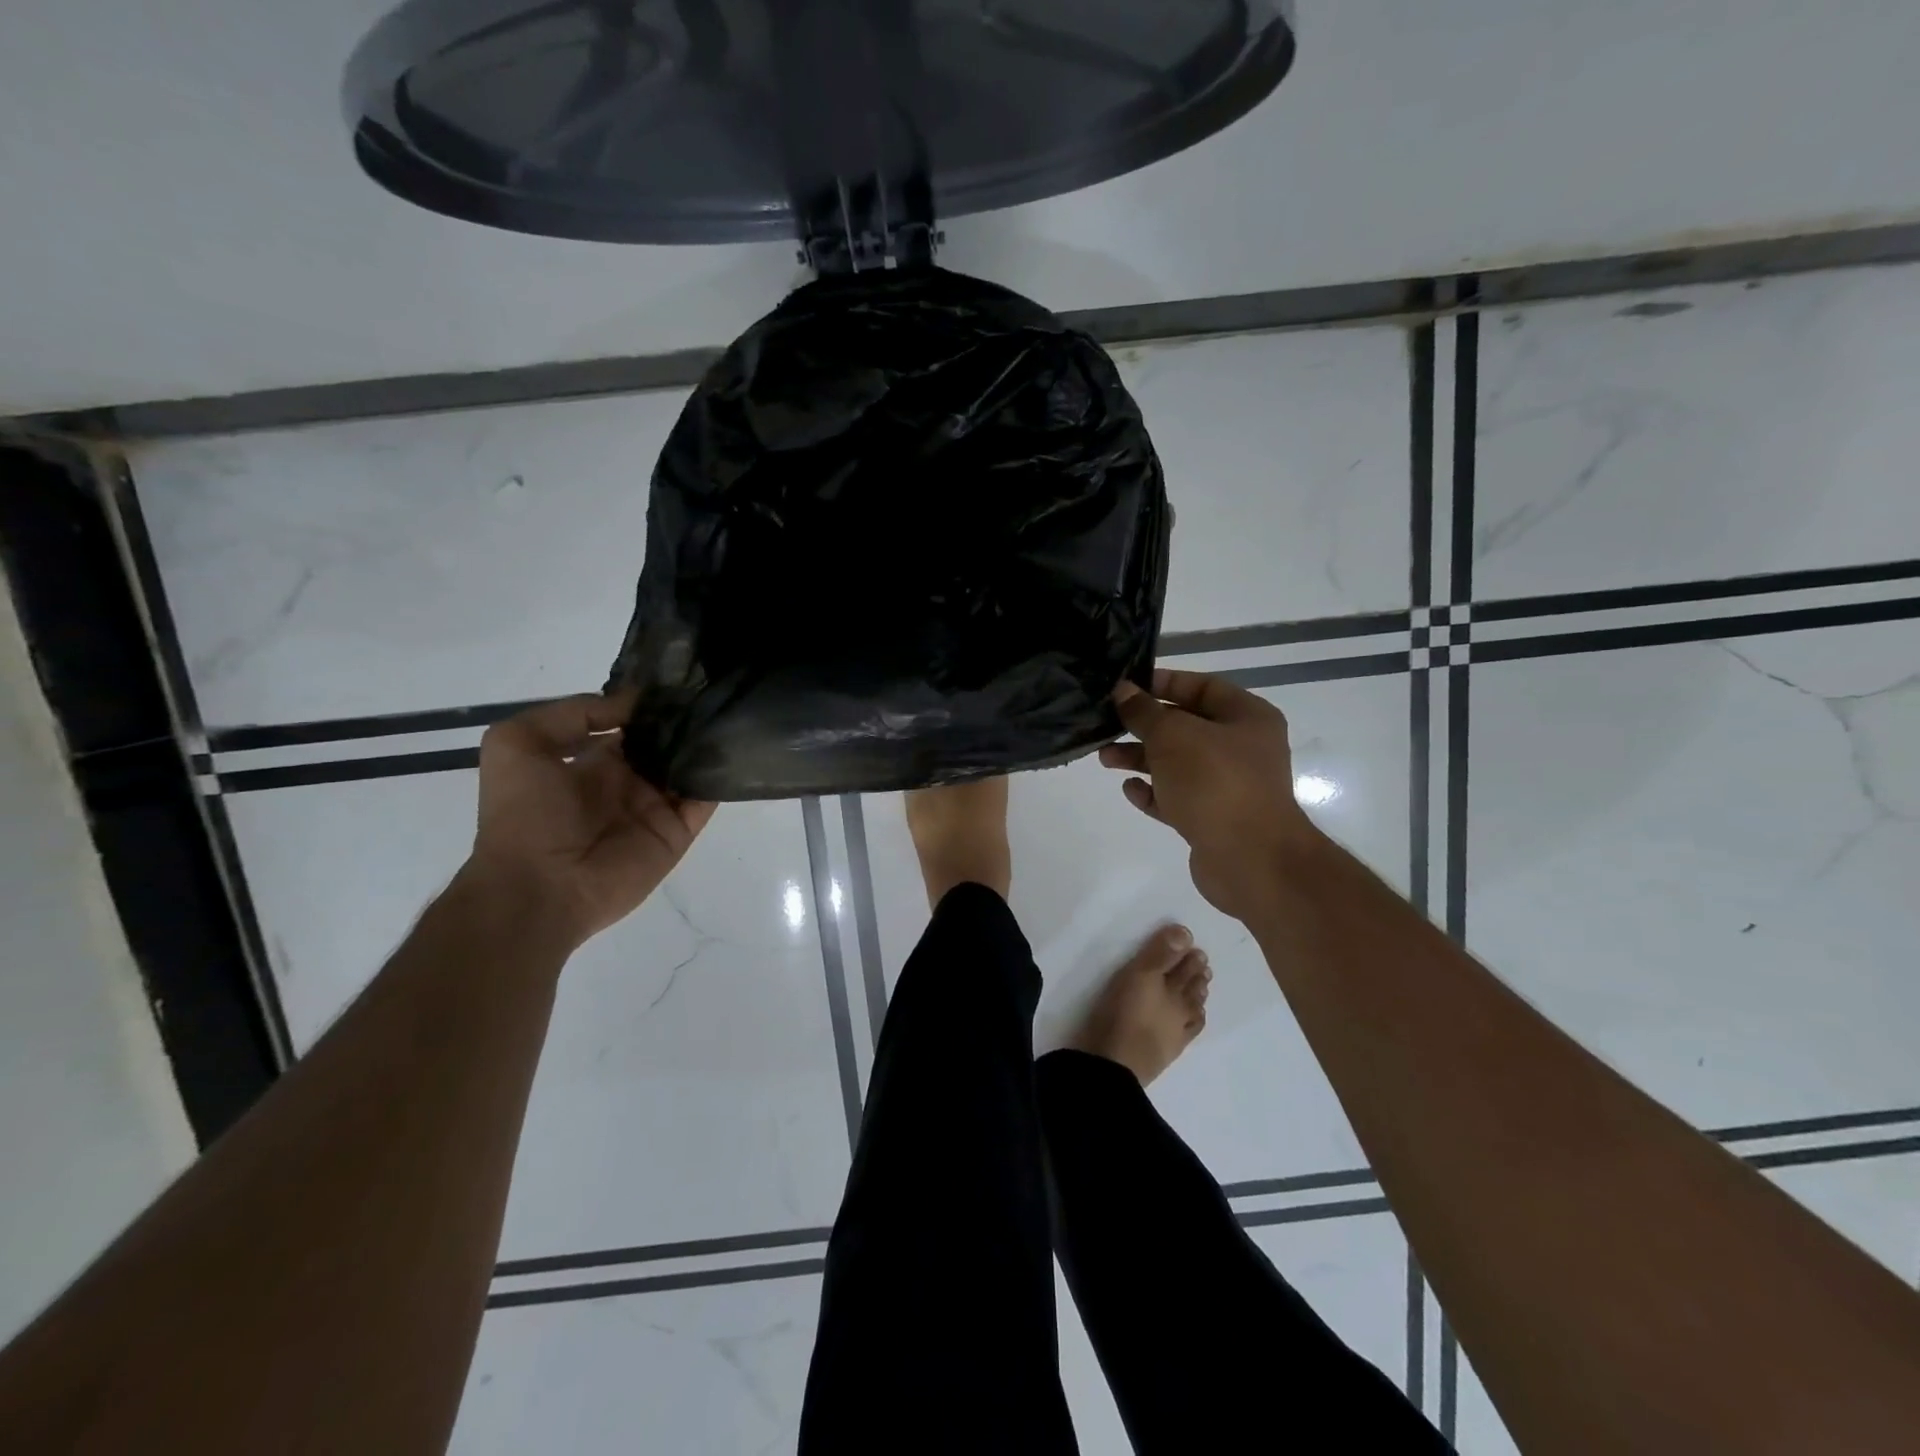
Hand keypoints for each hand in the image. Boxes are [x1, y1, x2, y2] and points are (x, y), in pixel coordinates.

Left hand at [464, 693, 714, 948]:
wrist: (539, 887)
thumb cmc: (524, 814)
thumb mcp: (517, 741)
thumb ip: (573, 713)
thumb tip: (634, 703)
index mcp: (591, 762)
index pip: (630, 725)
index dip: (649, 703)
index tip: (678, 678)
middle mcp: (628, 782)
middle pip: (666, 744)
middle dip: (685, 719)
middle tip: (712, 689)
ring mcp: (656, 808)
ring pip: (691, 768)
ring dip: (707, 744)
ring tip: (728, 711)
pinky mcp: (677, 832)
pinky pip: (706, 800)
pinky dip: (721, 777)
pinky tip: (733, 748)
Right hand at [1102, 669, 1323, 919]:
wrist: (1249, 860)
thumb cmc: (1214, 782)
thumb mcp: (1173, 736)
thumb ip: (1144, 712)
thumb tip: (1123, 690)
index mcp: (1247, 718)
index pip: (1202, 687)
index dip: (1164, 683)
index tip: (1126, 686)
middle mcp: (1242, 749)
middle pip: (1186, 727)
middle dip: (1144, 726)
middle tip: (1107, 724)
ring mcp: (1229, 787)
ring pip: (1177, 764)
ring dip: (1141, 759)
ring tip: (1105, 759)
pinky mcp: (1213, 820)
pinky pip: (1177, 798)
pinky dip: (1153, 792)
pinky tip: (1129, 789)